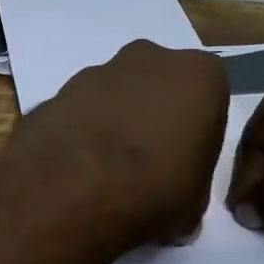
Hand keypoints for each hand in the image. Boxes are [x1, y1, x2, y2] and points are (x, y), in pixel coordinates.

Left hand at [15, 40, 228, 247]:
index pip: (208, 100)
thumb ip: (191, 186)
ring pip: (114, 96)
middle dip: (152, 118)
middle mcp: (149, 59)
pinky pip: (77, 114)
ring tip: (105, 174)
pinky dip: (79, 135)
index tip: (184, 165)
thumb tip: (177, 202)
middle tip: (146, 166)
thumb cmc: (154, 190)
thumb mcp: (195, 204)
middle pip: (157, 88)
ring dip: (113, 125)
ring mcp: (96, 71)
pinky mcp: (55, 93)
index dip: (196, 135)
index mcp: (199, 76)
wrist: (73, 191)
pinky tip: (75, 172)